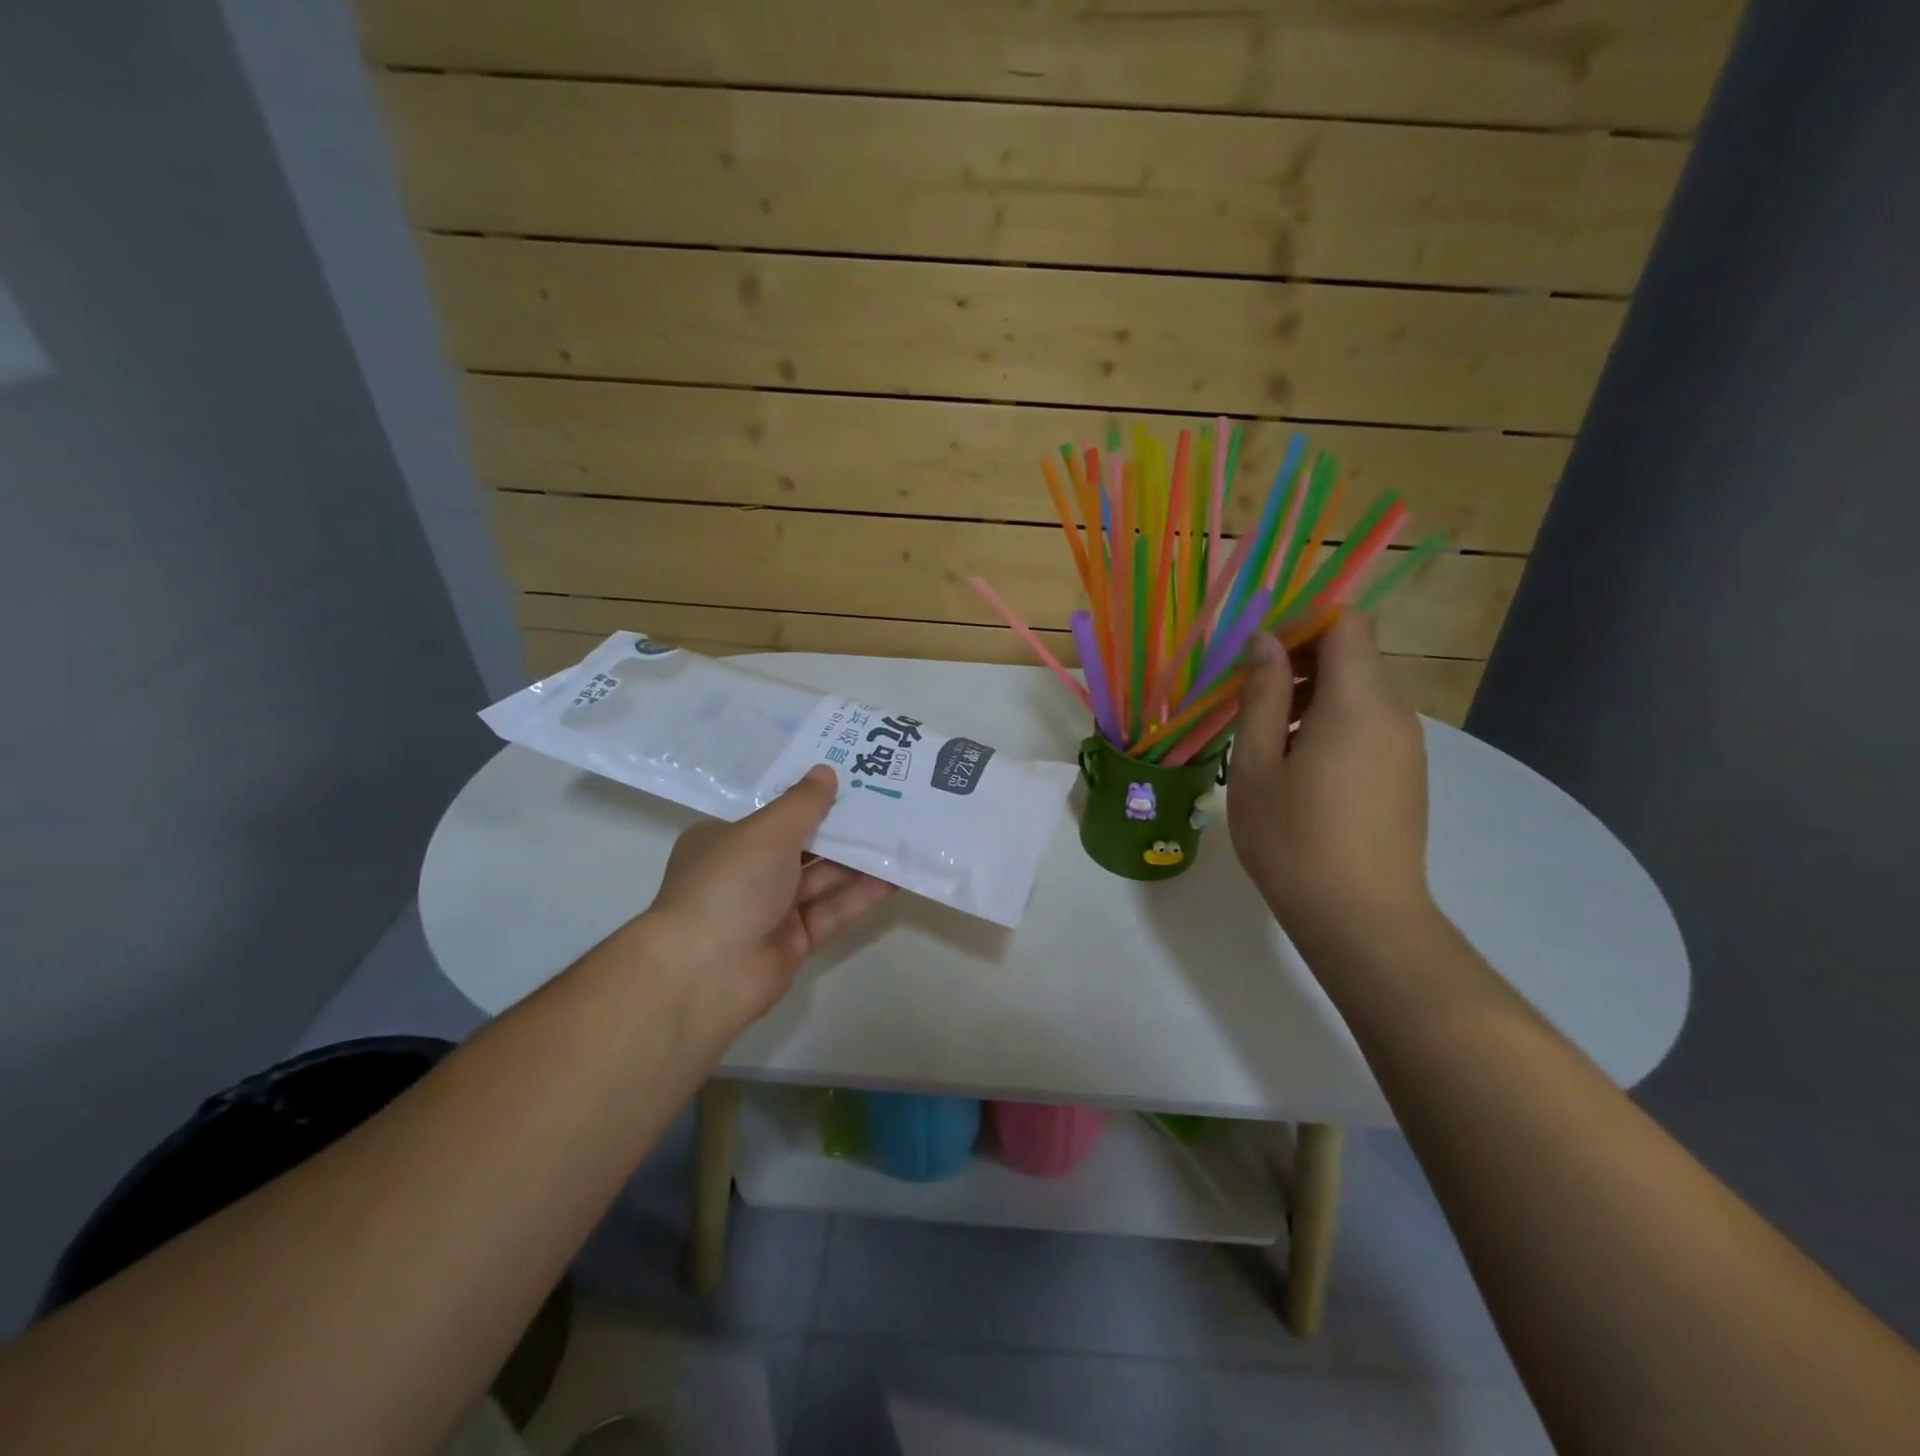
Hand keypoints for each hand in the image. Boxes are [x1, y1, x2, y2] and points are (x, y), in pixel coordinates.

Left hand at [640, 765, 893, 1024]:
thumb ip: (802, 804)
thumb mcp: (767, 832)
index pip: (773, 813)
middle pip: (803, 845)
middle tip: (887, 804)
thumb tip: (826, 771)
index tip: (849, 779)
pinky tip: (894, 878)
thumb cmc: (728, 885)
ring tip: (899, 836)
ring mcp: (771, 909)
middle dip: (841, 828)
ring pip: (822, 879)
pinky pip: (832, 911)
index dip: (810, 797)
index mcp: (726, 840)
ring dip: (858, 861)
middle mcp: (747, 872)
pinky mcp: (794, 941)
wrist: (704, 974)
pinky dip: (860, 896)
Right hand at [1228, 615, 1434, 952]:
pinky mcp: (1407, 772)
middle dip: (1302, 661)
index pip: (1347, 625)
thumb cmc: (1294, 840)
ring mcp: (1407, 745)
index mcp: (1358, 703)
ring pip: (1361, 690)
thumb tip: (1265, 643)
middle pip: (1355, 654)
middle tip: (1251, 698)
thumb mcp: (1256, 766)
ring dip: (1314, 695)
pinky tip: (1299, 768)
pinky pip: (1370, 723)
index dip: (1302, 626)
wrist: (1362, 919)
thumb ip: (1262, 696)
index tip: (1260, 656)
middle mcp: (1394, 713)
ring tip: (1268, 739)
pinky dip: (1333, 723)